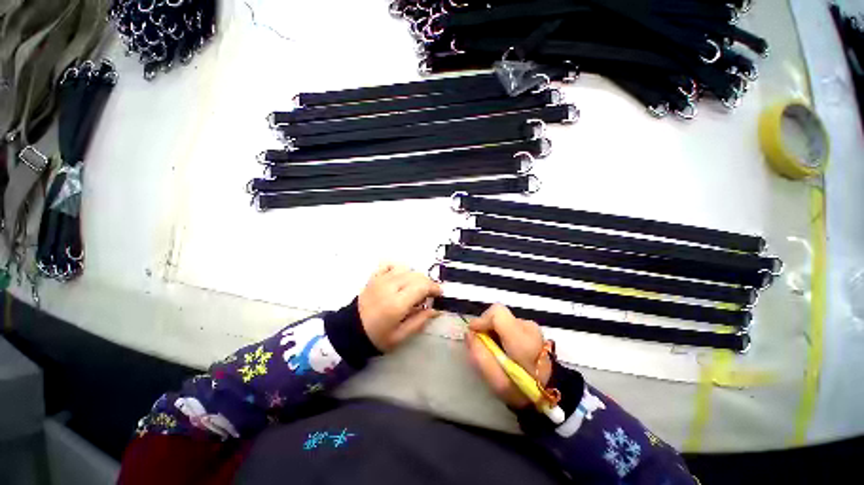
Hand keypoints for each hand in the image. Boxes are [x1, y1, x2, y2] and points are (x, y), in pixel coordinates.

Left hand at [358, 264, 441, 351]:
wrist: (350, 330)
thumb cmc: (377, 337)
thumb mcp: (400, 336)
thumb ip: (420, 321)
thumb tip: (436, 310)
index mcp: (397, 303)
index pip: (422, 286)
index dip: (434, 288)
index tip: (439, 294)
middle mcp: (390, 287)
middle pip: (416, 275)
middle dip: (427, 283)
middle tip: (428, 295)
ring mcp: (381, 279)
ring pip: (406, 268)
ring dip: (415, 277)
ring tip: (414, 289)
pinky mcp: (374, 277)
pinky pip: (390, 264)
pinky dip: (399, 269)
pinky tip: (401, 278)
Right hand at [465, 304, 552, 408]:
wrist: (553, 395)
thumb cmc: (523, 391)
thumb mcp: (497, 381)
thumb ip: (480, 355)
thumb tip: (468, 334)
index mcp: (522, 339)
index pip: (497, 313)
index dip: (482, 320)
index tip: (473, 333)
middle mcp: (528, 327)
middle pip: (498, 314)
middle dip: (486, 326)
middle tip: (482, 345)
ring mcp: (532, 327)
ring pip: (503, 319)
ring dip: (493, 330)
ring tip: (494, 350)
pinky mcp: (532, 329)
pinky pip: (509, 324)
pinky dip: (501, 332)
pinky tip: (503, 348)